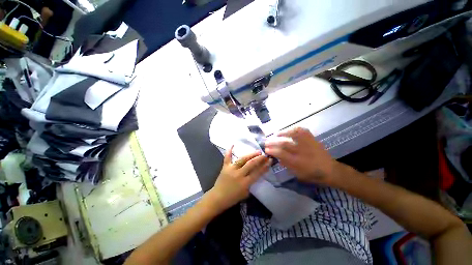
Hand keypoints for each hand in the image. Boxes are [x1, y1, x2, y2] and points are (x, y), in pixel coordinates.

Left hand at [207, 146, 270, 212]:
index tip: (269, 161)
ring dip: (250, 155)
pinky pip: (227, 157)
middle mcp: (239, 174)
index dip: (264, 166)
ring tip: (257, 151)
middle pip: (251, 164)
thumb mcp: (245, 193)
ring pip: (242, 159)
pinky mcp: (225, 167)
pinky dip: (229, 151)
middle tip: (265, 155)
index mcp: (245, 182)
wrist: (218, 198)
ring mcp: (231, 169)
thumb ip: (251, 183)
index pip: (257, 173)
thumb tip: (257, 173)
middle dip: (259, 159)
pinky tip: (233, 145)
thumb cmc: (233, 198)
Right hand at [265, 127, 338, 185]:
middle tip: (267, 142)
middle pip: (284, 143)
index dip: (272, 151)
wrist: (330, 170)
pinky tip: (289, 130)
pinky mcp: (312, 139)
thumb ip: (286, 164)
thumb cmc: (312, 174)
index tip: (266, 150)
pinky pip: (302, 130)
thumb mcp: (297, 174)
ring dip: (282, 133)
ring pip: (293, 134)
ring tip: (276, 134)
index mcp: (298, 162)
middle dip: (273, 142)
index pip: (281, 153)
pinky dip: (294, 129)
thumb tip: (276, 156)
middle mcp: (302, 151)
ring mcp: (308, 143)